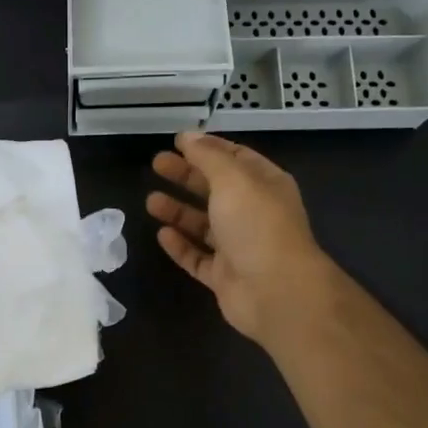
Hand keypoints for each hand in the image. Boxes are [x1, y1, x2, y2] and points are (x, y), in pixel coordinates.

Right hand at [146, 132, 334, 343]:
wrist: (276, 291)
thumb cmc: (257, 225)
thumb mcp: (233, 179)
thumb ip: (208, 156)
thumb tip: (188, 136)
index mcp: (265, 185)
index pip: (236, 158)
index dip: (208, 148)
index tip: (178, 142)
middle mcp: (254, 213)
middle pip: (216, 189)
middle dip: (187, 176)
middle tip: (156, 165)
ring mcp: (240, 247)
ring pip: (204, 225)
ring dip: (179, 211)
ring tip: (150, 201)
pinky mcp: (225, 277)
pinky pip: (198, 258)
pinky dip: (181, 246)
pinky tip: (162, 234)